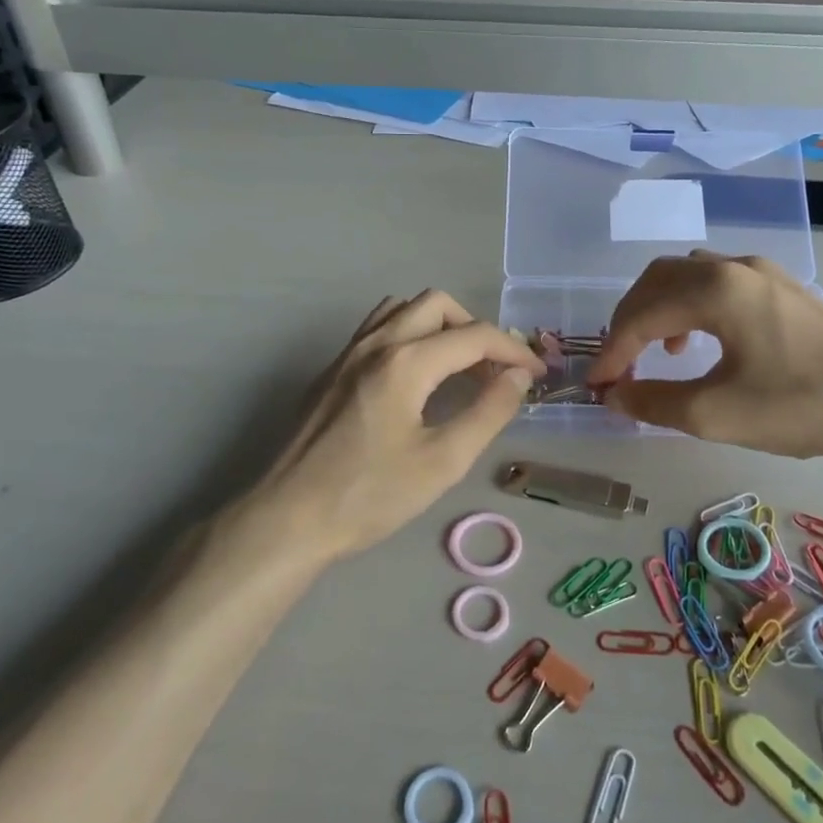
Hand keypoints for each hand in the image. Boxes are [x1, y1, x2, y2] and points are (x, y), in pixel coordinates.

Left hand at [248, 290, 545, 560]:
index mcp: (406, 361)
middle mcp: (376, 343)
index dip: (513, 350)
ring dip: (439, 326)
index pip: (475, 335)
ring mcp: (347, 353)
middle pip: (438, 304)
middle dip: (475, 329)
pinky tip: (415, 378)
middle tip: (493, 370)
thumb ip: (488, 411)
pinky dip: (409, 335)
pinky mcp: (331, 371)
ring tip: (457, 367)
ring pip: (403, 309)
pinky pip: (377, 329)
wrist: (287, 518)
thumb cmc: (369, 495)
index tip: (535, 375)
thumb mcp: (443, 462)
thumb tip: (518, 376)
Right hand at [587, 251, 822, 465]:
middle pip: (659, 280)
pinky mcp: (784, 288)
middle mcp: (733, 267)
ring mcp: (763, 273)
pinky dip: (692, 306)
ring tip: (659, 352)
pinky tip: (704, 341)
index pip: (641, 314)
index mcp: (714, 289)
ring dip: (660, 309)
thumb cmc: (798, 405)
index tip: (597, 386)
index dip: (612, 351)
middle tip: (619, 364)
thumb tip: (614, 396)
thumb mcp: (715, 413)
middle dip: (630, 321)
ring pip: (689, 275)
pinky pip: (719, 282)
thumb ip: (654, 402)